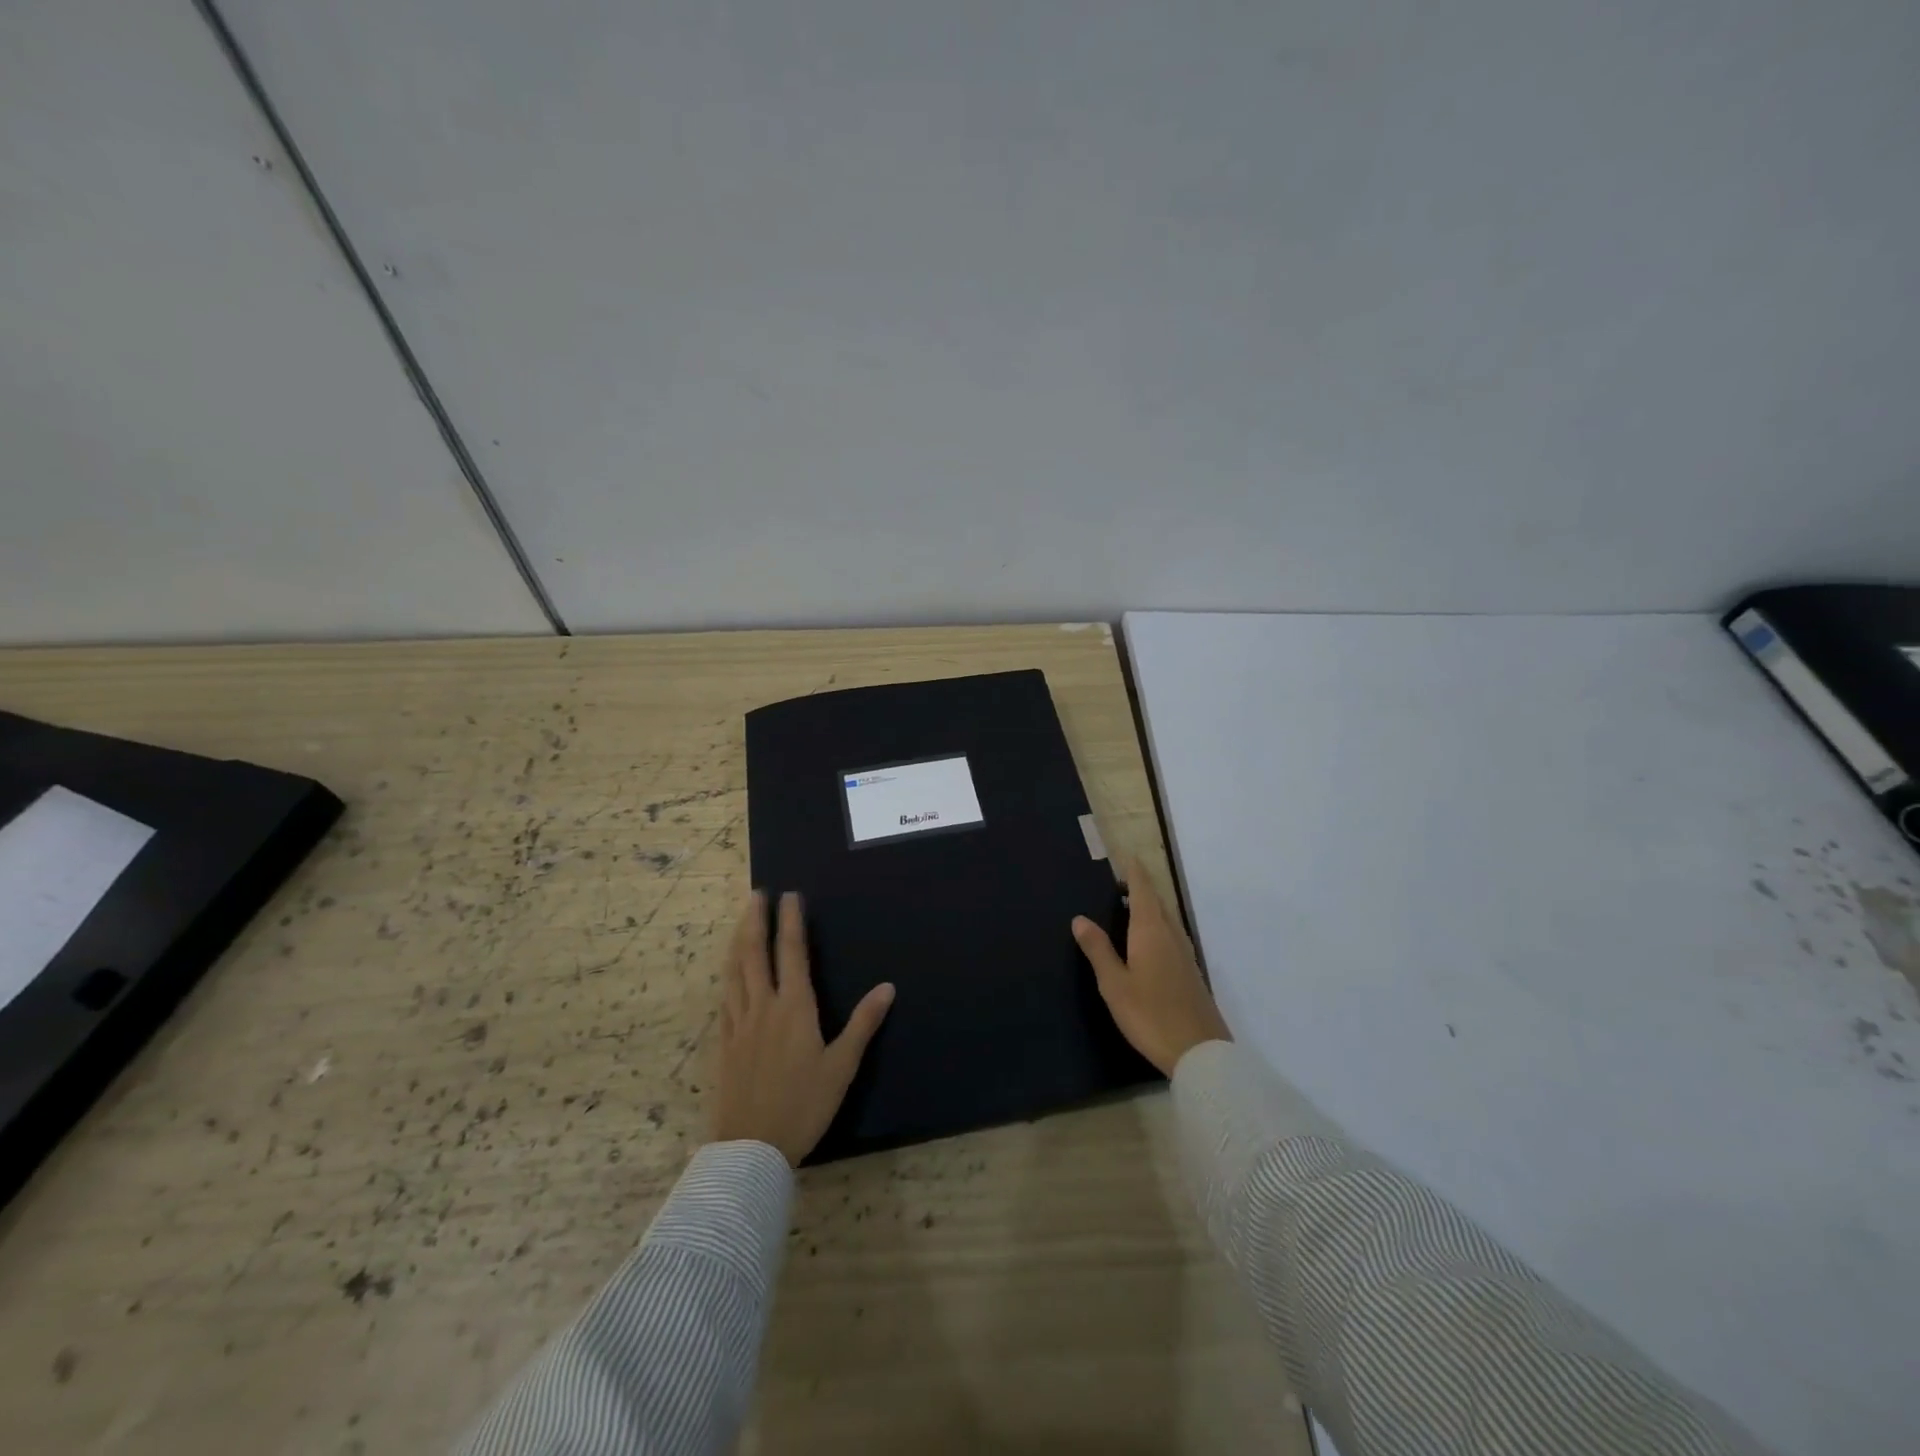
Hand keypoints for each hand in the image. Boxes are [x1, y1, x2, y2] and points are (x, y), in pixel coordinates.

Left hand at [712, 890, 894, 1165]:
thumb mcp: (842, 1066)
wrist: (751, 1148)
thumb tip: (888, 987)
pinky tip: (728, 973)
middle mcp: (763, 1006)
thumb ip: (863, 1024)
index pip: (791, 952)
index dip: (790, 921)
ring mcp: (739, 1023)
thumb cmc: (804, 1105)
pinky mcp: (724, 1043)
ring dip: (737, 941)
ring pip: (734, 971)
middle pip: (755, 953)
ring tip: (740, 921)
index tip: (789, 895)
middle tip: (757, 894)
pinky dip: (727, 975)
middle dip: (756, 919)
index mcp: (794, 1007)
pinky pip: (724, 998)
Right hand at [1072, 858, 1229, 1075]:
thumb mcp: (1114, 984)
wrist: (1200, 1052)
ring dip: (1152, 908)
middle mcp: (1171, 936)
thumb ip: (1098, 949)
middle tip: (1122, 881)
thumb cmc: (1150, 1014)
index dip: (1135, 873)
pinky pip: (1172, 937)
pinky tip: (1151, 943)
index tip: (1127, 856)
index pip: (1143, 891)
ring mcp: (1185, 956)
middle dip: (1142, 888)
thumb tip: (1080, 918)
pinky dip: (1158, 928)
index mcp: (1151, 931)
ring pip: (1167, 920)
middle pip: (1158, 903)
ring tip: (1132, 907)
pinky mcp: (1191, 974)